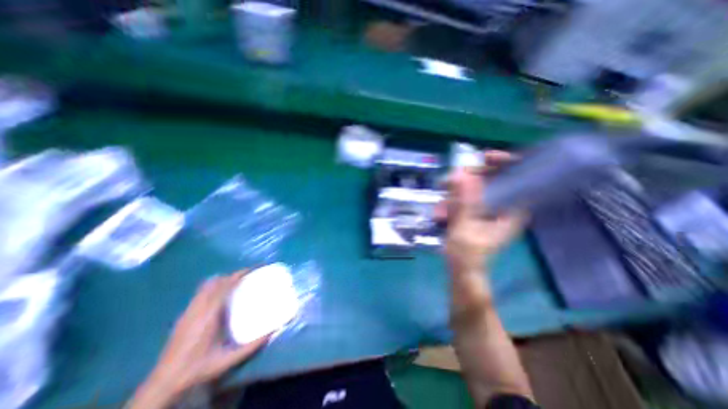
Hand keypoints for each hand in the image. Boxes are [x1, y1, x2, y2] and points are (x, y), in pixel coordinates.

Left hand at [128, 270, 269, 406]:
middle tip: (245, 277)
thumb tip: (274, 331)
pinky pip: (200, 294)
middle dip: (231, 276)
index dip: (238, 275)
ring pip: (205, 287)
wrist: (163, 384)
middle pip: (214, 282)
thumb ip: (252, 346)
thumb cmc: (198, 369)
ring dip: (221, 281)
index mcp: (209, 315)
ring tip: (234, 284)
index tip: (251, 270)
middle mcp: (198, 309)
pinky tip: (218, 299)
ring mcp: (188, 312)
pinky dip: (212, 289)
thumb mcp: (228, 360)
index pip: (224, 286)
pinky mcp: (183, 317)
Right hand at [437, 152, 523, 275]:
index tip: (485, 157)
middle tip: (450, 179)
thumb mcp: (464, 228)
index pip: (517, 179)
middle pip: (493, 180)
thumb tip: (461, 174)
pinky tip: (440, 210)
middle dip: (470, 177)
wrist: (461, 271)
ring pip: (475, 188)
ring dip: (455, 191)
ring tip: (440, 201)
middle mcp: (502, 208)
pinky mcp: (474, 213)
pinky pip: (464, 198)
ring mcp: (487, 210)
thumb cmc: (468, 255)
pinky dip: (452, 200)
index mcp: (511, 212)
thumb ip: (463, 202)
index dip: (505, 163)